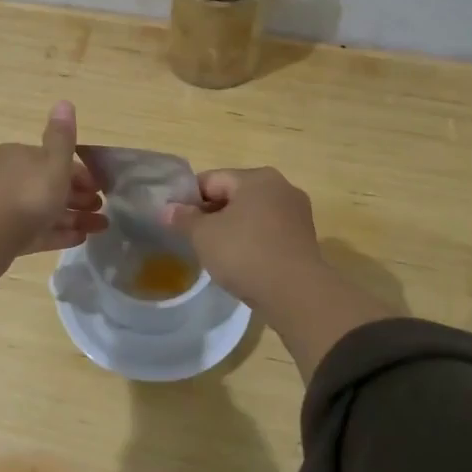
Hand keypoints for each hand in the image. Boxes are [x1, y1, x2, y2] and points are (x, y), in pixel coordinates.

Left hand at [0, 101, 108, 256]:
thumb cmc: (27, 194)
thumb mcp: (53, 162)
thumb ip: (62, 136)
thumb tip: (64, 102)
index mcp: (17, 155)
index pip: (52, 160)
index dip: (80, 173)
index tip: (99, 188)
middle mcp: (5, 176)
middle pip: (48, 185)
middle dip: (78, 197)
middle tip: (101, 210)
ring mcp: (0, 207)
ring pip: (42, 210)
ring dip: (72, 217)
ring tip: (98, 228)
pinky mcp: (0, 234)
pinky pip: (34, 230)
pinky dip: (56, 233)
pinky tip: (79, 240)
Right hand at [162, 167, 322, 307]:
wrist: (296, 293)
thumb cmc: (245, 254)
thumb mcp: (204, 236)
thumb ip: (183, 219)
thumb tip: (167, 209)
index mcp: (256, 177)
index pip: (211, 179)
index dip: (189, 199)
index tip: (176, 222)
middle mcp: (281, 186)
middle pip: (234, 194)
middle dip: (212, 214)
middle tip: (194, 239)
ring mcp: (296, 212)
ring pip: (252, 214)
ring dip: (233, 228)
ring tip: (216, 253)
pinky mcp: (304, 237)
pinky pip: (269, 231)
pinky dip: (253, 241)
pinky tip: (242, 262)